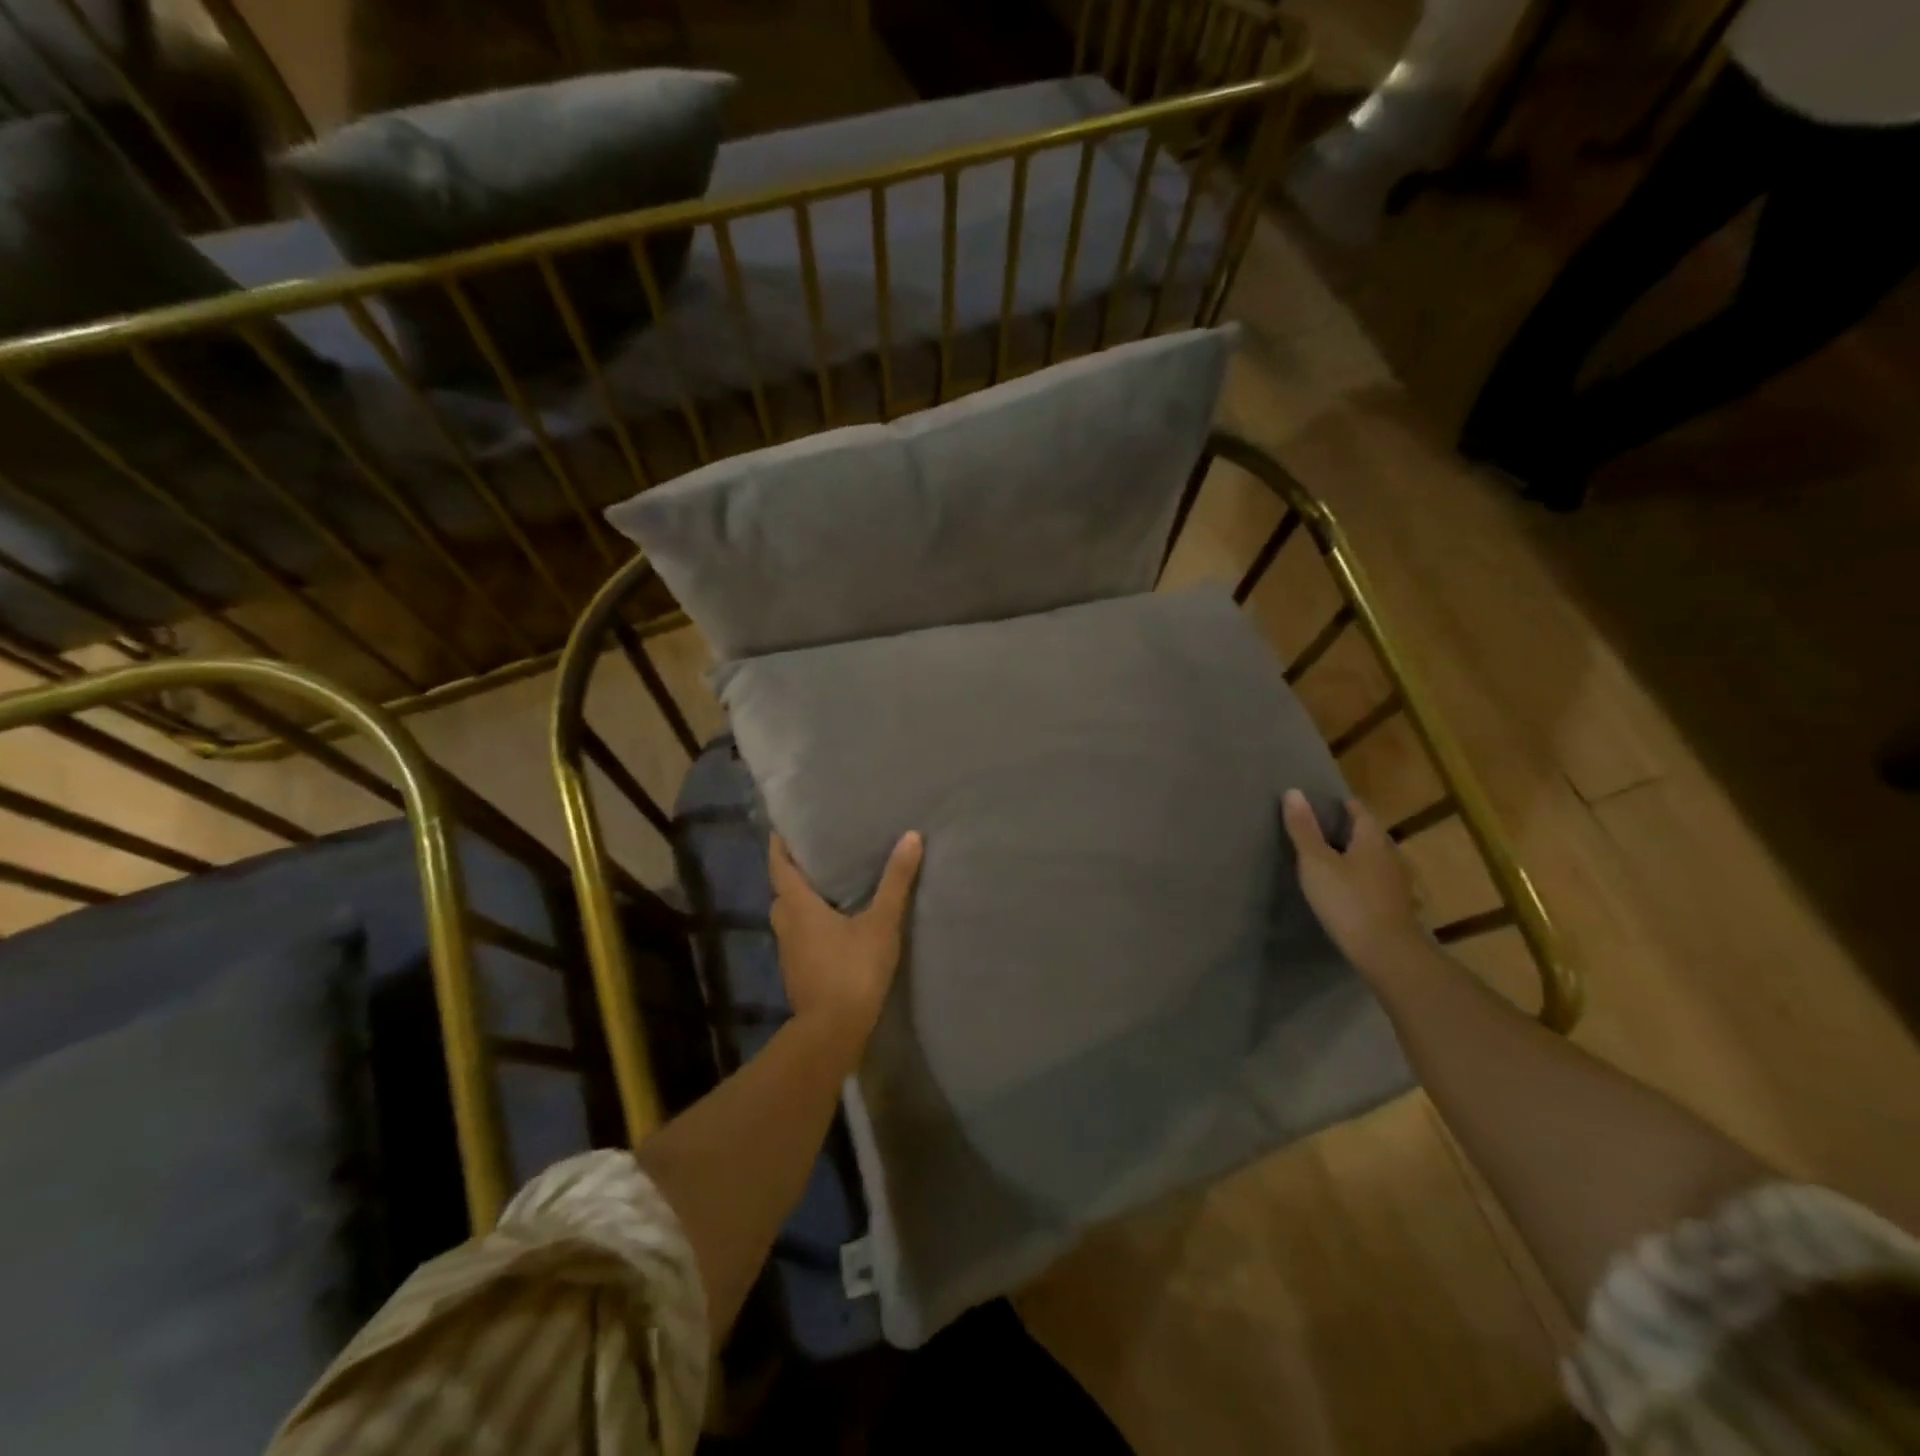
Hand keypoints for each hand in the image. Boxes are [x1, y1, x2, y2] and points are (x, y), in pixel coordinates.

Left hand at [769, 830, 923, 1049]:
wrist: (833, 1032)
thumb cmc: (852, 969)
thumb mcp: (881, 922)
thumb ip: (896, 881)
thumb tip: (911, 836)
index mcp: (797, 906)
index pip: (779, 866)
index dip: (780, 845)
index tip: (785, 826)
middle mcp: (786, 925)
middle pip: (782, 891)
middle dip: (794, 873)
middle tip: (817, 854)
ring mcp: (789, 952)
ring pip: (789, 916)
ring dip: (802, 900)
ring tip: (829, 886)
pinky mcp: (798, 973)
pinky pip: (799, 937)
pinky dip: (810, 924)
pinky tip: (834, 925)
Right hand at [1282, 789, 1423, 970]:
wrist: (1386, 952)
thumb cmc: (1347, 900)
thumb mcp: (1316, 863)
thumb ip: (1304, 829)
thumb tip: (1293, 792)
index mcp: (1372, 841)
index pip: (1361, 813)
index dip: (1346, 806)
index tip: (1329, 803)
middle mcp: (1391, 856)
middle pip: (1371, 836)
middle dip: (1352, 830)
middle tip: (1326, 830)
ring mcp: (1398, 883)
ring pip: (1377, 860)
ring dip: (1360, 856)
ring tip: (1336, 859)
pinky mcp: (1398, 906)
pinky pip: (1380, 882)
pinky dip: (1366, 879)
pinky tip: (1353, 889)